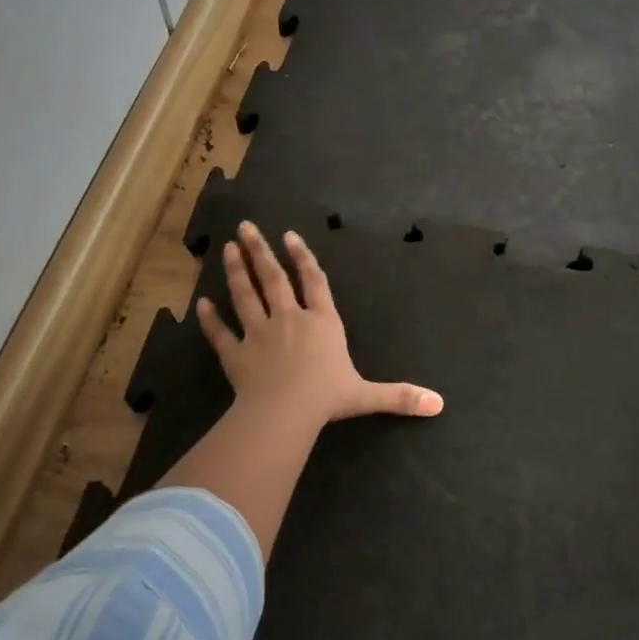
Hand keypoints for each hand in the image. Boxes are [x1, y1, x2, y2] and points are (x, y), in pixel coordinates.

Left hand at [197, 222, 444, 426]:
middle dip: (260, 251)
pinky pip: (220, 333)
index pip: (314, 283)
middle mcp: (289, 320)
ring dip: (235, 271)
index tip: (289, 237)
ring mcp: (259, 334)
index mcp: (322, 323)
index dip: (302, 258)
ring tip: (227, 249)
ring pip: (245, 295)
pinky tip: (200, 304)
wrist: (285, 412)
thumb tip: (438, 405)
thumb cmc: (327, 397)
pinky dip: (210, 319)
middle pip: (273, 278)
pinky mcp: (236, 354)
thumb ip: (399, 396)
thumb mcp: (366, 396)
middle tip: (245, 227)